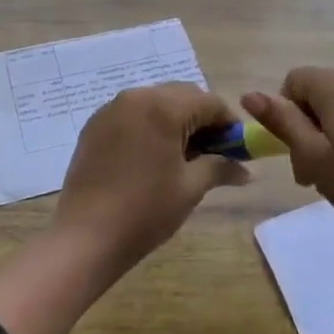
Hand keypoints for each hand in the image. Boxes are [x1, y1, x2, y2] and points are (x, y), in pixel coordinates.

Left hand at [54, 83, 248, 270]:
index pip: (209, 102)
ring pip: (155, 103)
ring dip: (175, 122)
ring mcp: (111, 109)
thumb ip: (221, 168)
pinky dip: (149, 127)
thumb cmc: (146, 210)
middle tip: (214, 154)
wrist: (86, 236)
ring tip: (183, 158)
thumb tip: (247, 170)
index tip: (238, 149)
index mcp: (163, 106)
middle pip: (182, 96)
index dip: (229, 124)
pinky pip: (132, 115)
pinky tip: (152, 158)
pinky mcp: (94, 126)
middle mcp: (136, 97)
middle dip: (202, 120)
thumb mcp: (191, 187)